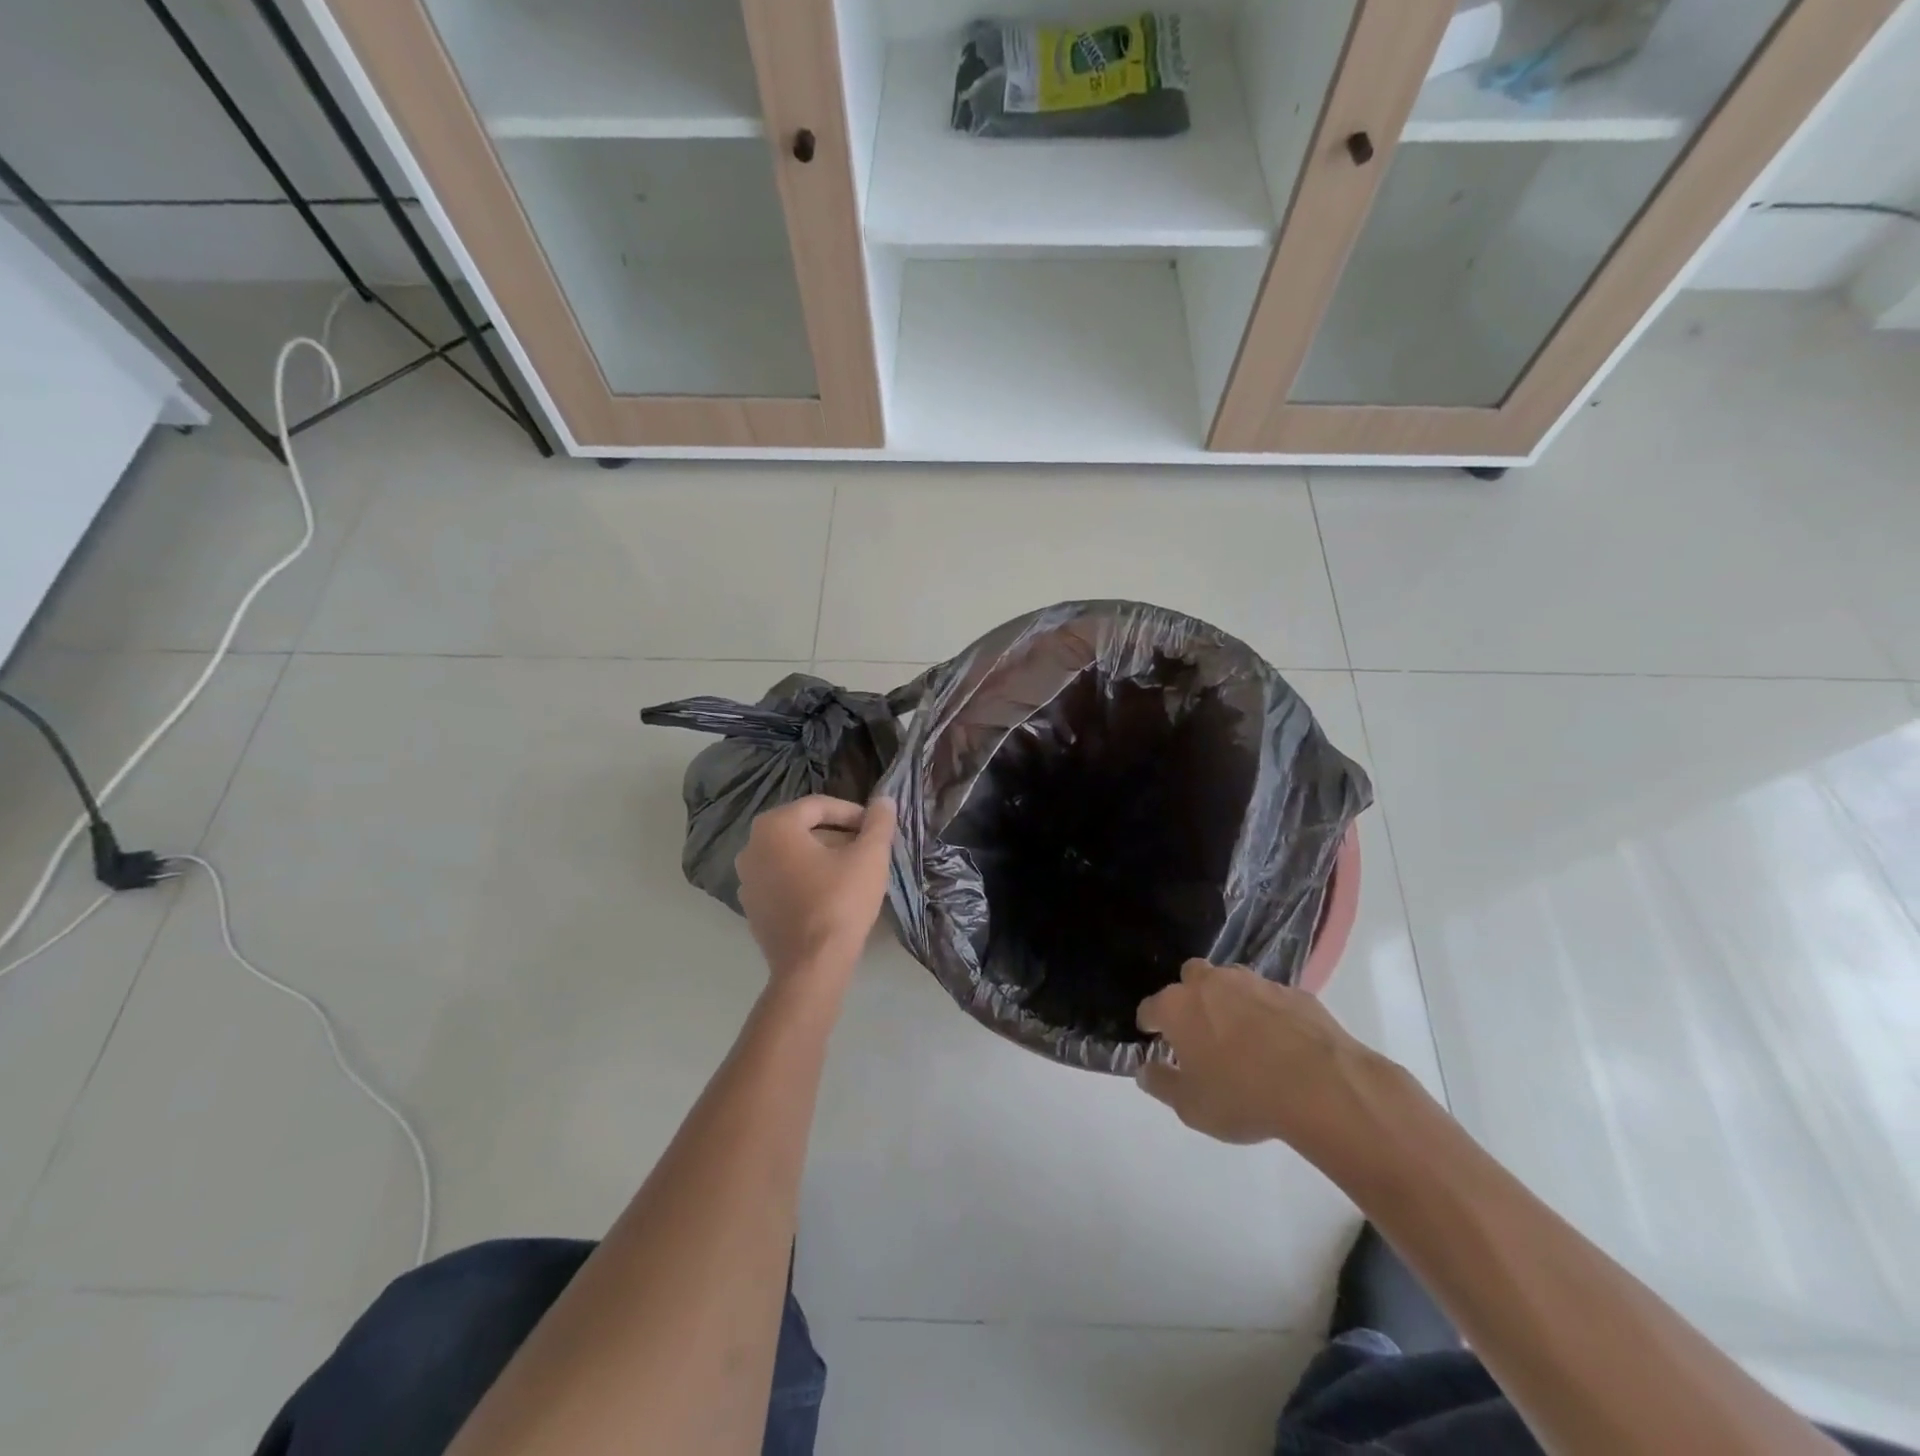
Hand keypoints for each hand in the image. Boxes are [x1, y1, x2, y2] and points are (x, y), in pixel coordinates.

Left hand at [735, 795, 896, 986]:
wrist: (812, 966)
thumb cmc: (840, 902)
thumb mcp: (869, 857)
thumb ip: (878, 823)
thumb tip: (885, 800)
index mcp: (774, 827)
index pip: (819, 806)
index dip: (853, 813)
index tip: (876, 829)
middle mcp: (751, 847)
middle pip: (803, 829)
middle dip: (838, 835)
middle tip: (867, 849)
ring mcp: (746, 880)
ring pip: (792, 855)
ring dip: (822, 857)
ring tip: (853, 871)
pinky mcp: (752, 908)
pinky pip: (782, 880)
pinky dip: (805, 879)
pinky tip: (831, 895)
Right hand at [1136, 960, 1394, 1151]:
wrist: (1321, 1086)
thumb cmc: (1243, 1097)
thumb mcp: (1191, 1107)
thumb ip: (1162, 1085)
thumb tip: (1145, 1071)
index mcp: (1178, 1007)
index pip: (1150, 1007)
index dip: (1150, 1024)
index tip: (1154, 1038)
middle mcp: (1211, 983)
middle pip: (1189, 978)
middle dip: (1189, 997)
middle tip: (1199, 1031)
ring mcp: (1253, 983)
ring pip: (1230, 981)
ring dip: (1229, 1000)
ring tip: (1241, 1034)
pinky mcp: (1292, 991)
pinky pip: (1269, 997)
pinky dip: (1266, 1012)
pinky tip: (1279, 1041)